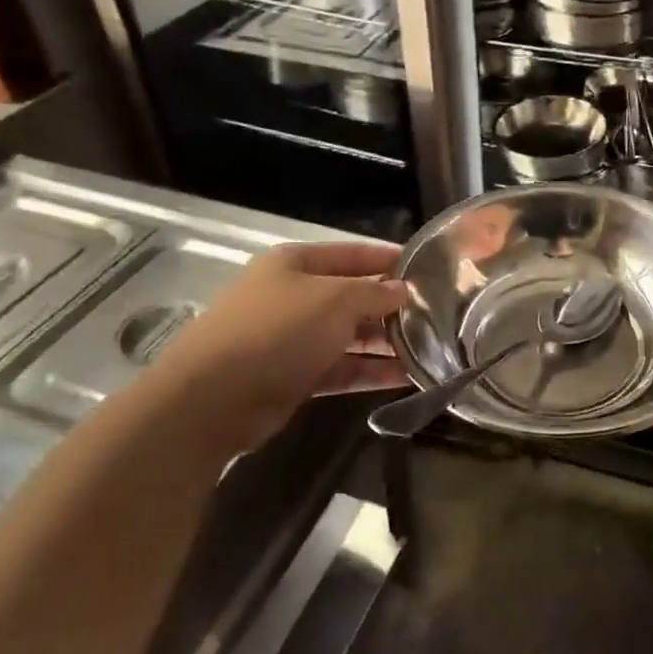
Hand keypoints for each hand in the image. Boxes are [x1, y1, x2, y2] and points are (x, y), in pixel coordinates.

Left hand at [156, 241, 410, 442]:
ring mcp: (293, 339)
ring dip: (387, 343)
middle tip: (437, 317)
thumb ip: (375, 292)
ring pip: (350, 336)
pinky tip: (407, 377)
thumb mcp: (335, 300)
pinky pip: (342, 368)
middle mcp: (294, 296)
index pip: (353, 254)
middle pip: (353, 296)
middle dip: (392, 307)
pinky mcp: (295, 377)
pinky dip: (371, 371)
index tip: (429, 268)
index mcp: (295, 264)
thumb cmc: (278, 332)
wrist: (215, 399)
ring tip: (431, 350)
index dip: (389, 259)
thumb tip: (403, 290)